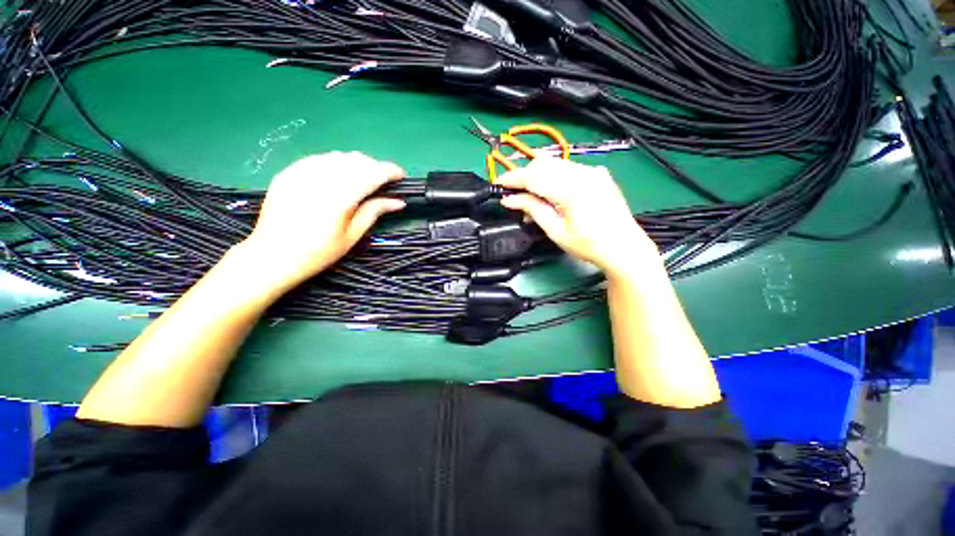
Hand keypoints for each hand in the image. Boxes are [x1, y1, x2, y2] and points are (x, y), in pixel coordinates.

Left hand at [237, 152, 404, 292]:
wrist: (272, 256)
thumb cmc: (318, 252)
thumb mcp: (352, 235)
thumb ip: (374, 212)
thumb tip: (398, 202)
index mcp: (340, 197)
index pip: (372, 173)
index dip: (390, 171)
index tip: (401, 175)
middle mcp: (321, 179)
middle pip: (356, 161)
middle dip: (375, 167)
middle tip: (383, 181)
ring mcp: (301, 173)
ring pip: (338, 156)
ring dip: (356, 163)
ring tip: (363, 177)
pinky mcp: (288, 173)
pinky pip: (318, 159)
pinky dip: (335, 163)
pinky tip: (338, 174)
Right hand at [498, 158, 658, 277]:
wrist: (623, 247)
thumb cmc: (588, 245)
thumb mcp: (556, 231)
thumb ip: (533, 209)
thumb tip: (510, 199)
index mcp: (572, 189)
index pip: (534, 176)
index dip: (513, 178)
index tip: (499, 183)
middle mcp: (583, 173)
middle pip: (543, 164)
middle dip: (525, 175)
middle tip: (514, 193)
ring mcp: (593, 171)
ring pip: (555, 163)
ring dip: (538, 175)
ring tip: (531, 196)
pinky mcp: (598, 174)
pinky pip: (568, 168)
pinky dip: (553, 176)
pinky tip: (550, 193)